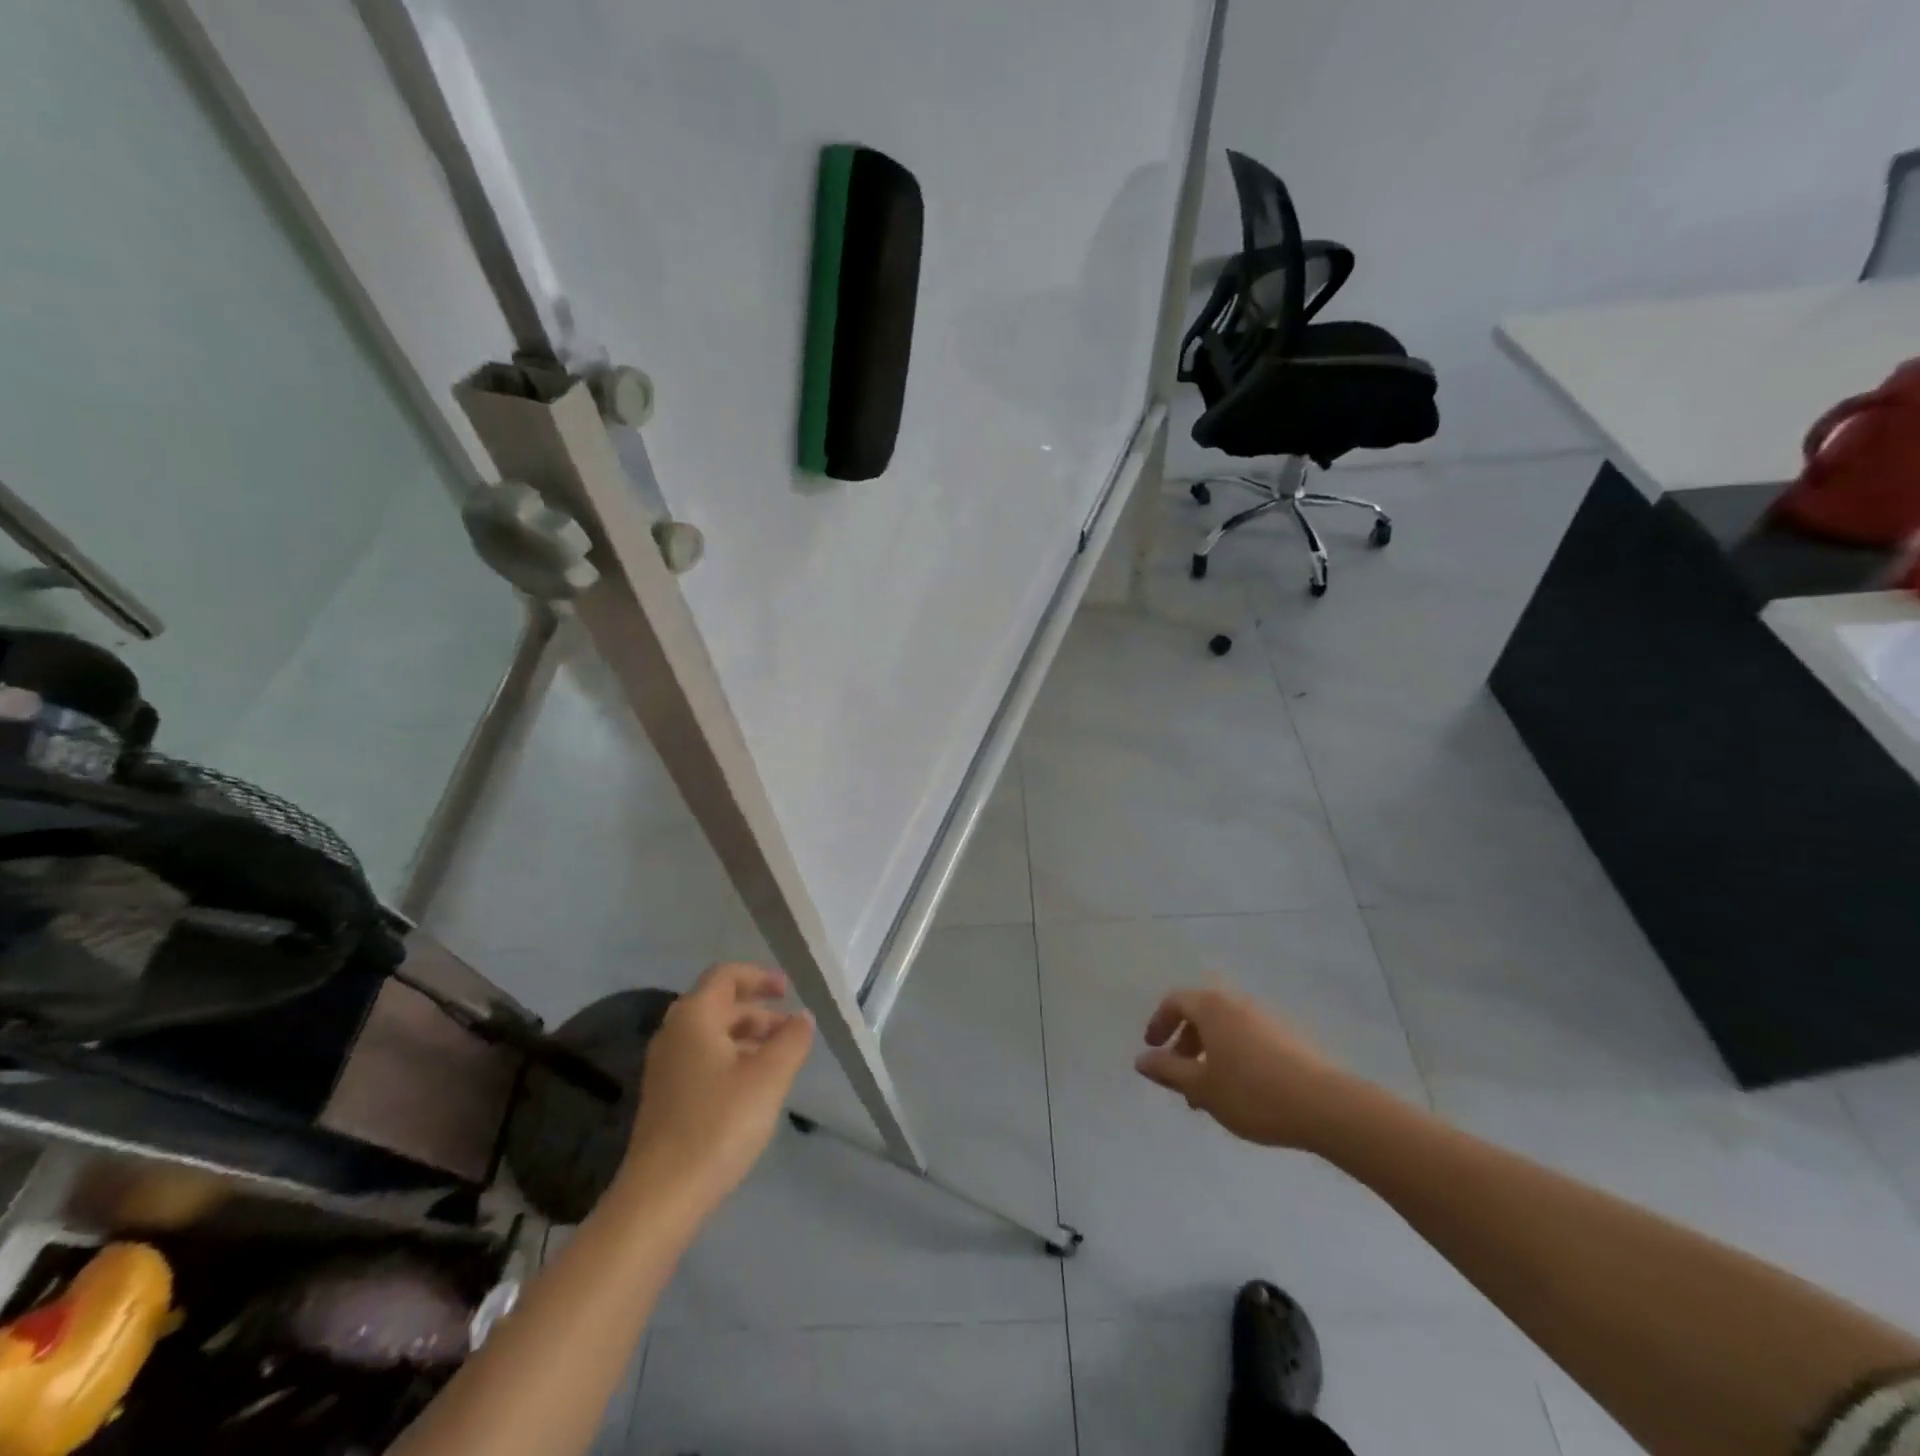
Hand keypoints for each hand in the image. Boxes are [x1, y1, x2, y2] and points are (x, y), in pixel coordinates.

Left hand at [620, 963, 814, 1212]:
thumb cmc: (718, 1124)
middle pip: (720, 1005)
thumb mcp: (769, 1077)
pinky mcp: (666, 1098)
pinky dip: (732, 1059)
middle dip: (759, 1011)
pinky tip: (754, 1087)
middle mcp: (674, 1034)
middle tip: (793, 1030)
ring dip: (748, 1038)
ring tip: (781, 1059)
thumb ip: (791, 1040)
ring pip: (713, 1035)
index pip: (726, 975)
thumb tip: (802, 1018)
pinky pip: (703, 1060)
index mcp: (694, 1017)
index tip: (789, 990)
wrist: (661, 1196)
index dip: (759, 976)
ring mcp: (665, 1068)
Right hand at [1135, 986, 1351, 1149]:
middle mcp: (1238, 1003)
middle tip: (1179, 1075)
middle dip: (1185, 1042)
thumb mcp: (1201, 1087)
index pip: (1175, 1001)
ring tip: (1210, 1092)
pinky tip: (1242, 1092)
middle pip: (1201, 1013)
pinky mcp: (1289, 1037)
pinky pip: (1248, 1038)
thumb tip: (1141, 1060)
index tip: (1153, 1050)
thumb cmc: (1252, 1093)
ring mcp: (1266, 1018)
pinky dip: (1233, 1056)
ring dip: (1209, 1053)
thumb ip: (1168, 1071)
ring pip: (1226, 1028)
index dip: (1159, 1023)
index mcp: (1212, 1008)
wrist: (1326, 1106)